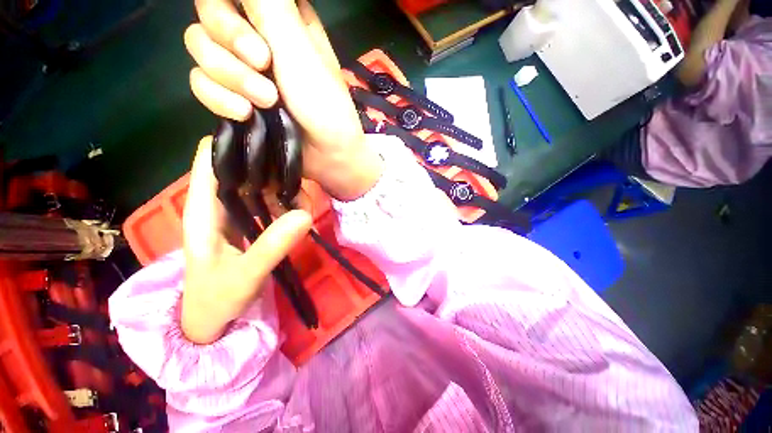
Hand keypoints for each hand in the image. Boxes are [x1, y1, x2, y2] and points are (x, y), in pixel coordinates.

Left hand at [181, 137, 311, 343]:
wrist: (213, 319)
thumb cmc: (217, 298)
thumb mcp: (245, 275)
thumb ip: (272, 245)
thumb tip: (304, 214)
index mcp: (203, 208)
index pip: (210, 158)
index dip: (233, 139)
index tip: (266, 135)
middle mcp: (218, 203)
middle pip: (239, 166)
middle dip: (268, 163)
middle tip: (297, 168)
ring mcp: (235, 212)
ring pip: (258, 184)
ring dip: (281, 184)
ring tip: (304, 192)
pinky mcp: (250, 222)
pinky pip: (268, 201)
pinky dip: (285, 200)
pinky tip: (300, 206)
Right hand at [185, 0, 381, 199]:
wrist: (327, 153)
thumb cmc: (324, 104)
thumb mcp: (301, 49)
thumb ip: (270, 5)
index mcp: (279, 16)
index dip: (228, 8)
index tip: (255, 32)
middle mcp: (256, 36)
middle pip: (207, 16)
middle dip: (231, 41)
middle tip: (265, 65)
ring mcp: (242, 68)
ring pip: (200, 50)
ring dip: (231, 77)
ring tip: (267, 100)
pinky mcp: (234, 98)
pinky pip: (201, 85)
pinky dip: (219, 99)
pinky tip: (245, 114)